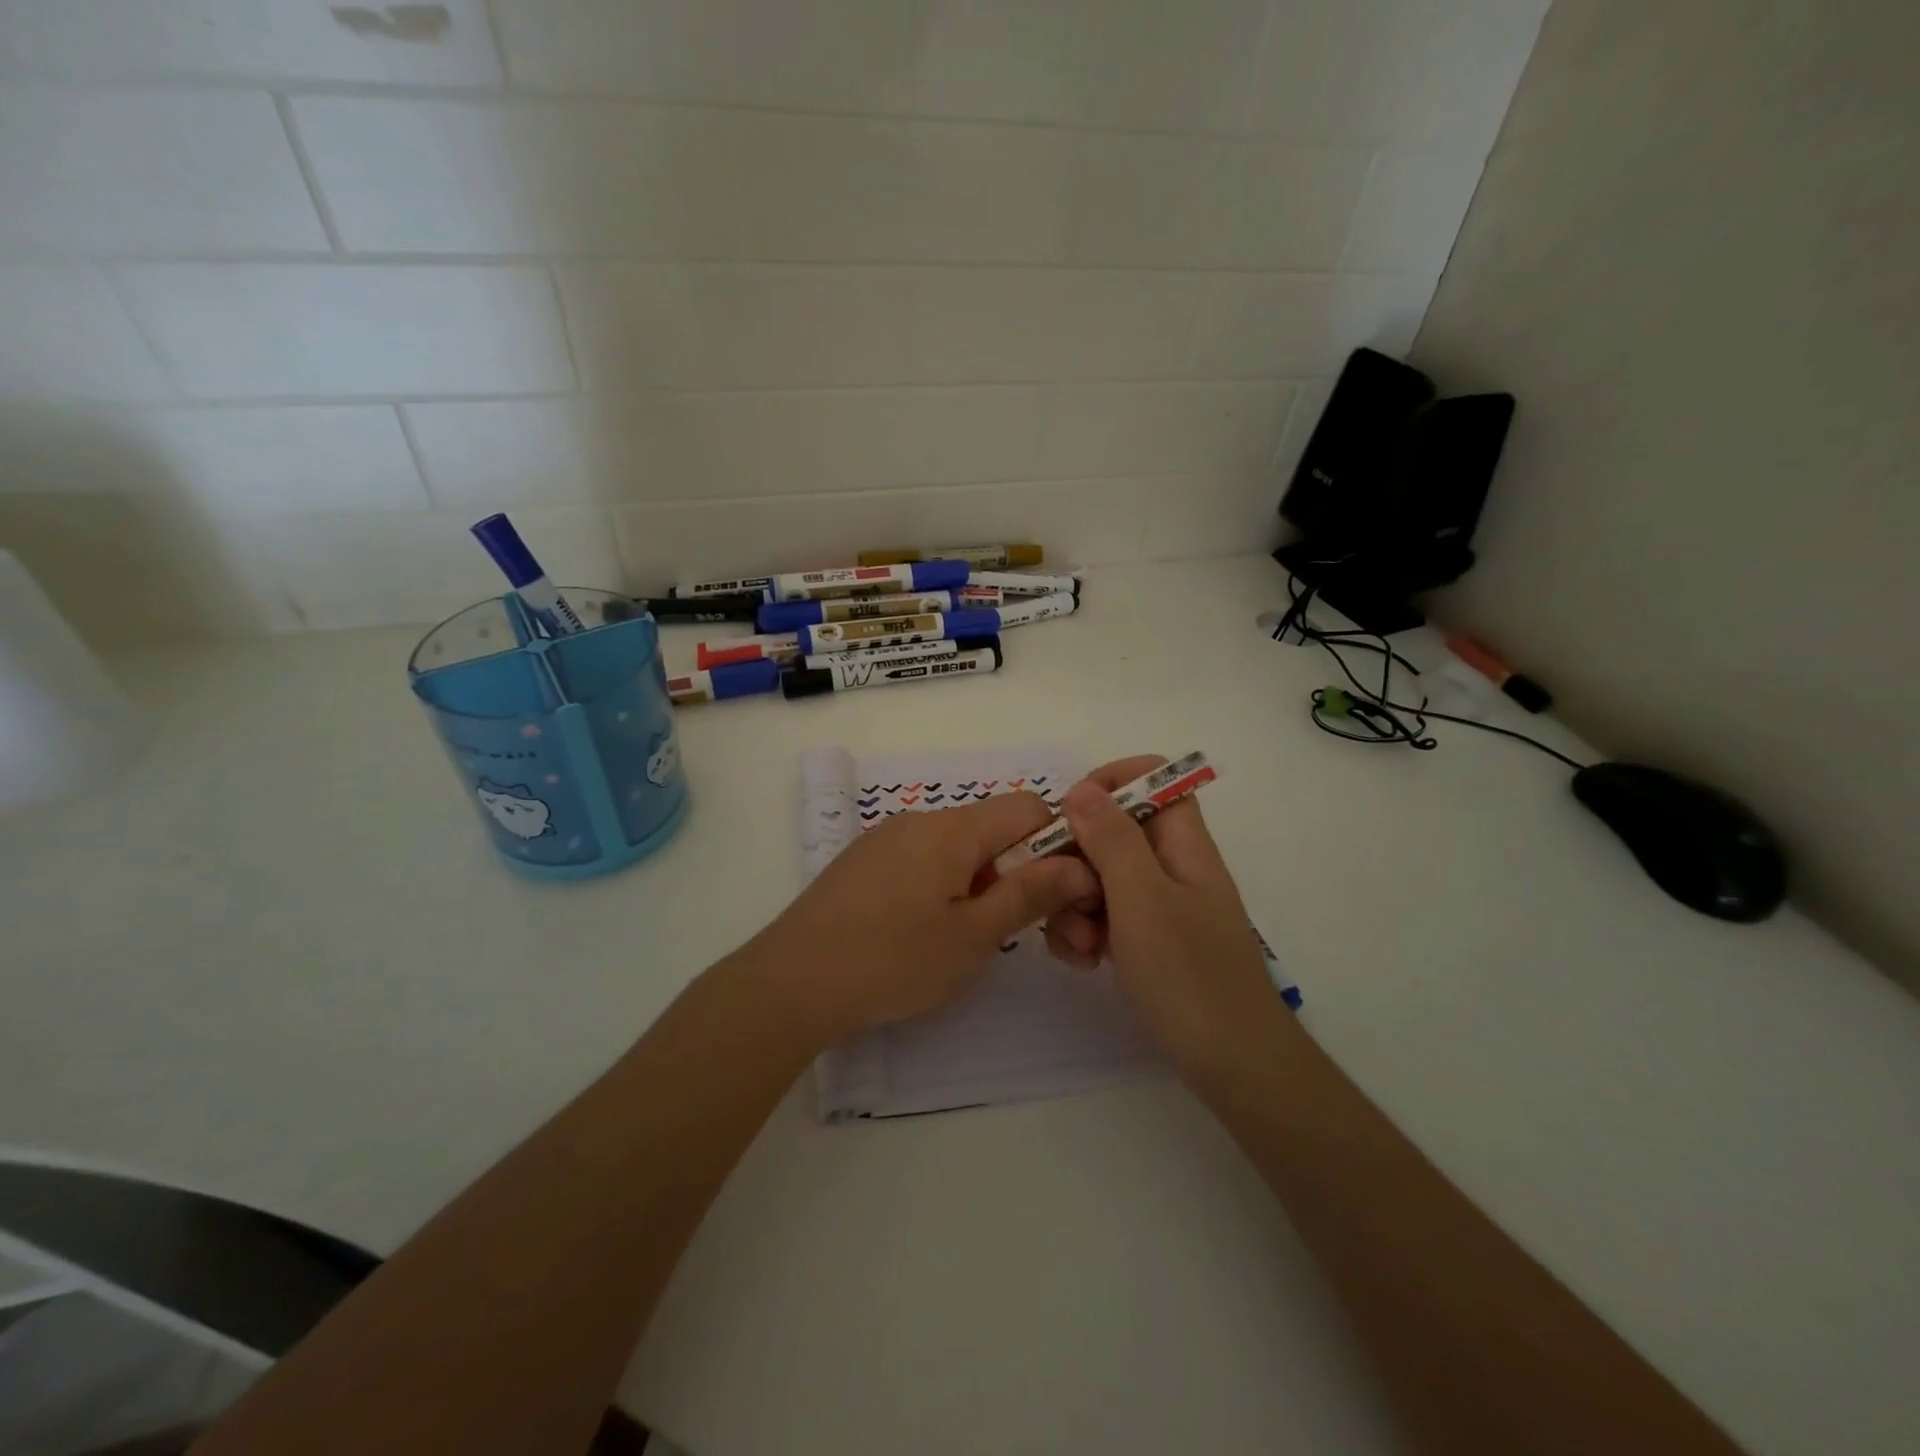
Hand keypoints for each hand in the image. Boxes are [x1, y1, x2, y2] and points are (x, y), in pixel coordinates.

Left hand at [746, 792, 1098, 1043]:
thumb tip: (1079, 865)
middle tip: (1022, 932)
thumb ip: (1029, 894)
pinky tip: (927, 932)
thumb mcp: (972, 936)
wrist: (790, 983)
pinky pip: (923, 860)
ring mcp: (886, 839)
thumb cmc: (891, 961)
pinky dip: (945, 886)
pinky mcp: (864, 862)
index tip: (1059, 896)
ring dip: (982, 882)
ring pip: (958, 847)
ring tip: (970, 938)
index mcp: (951, 829)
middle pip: (992, 828)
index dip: (1056, 844)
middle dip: (1019, 871)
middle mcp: (919, 821)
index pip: (1027, 807)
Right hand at [1043, 756, 1293, 1074]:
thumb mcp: (1142, 899)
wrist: (1233, 1066)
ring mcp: (1158, 908)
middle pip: (1114, 832)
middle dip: (1078, 857)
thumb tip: (1084, 790)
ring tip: (1080, 944)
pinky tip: (1086, 963)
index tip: (1071, 812)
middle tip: (1065, 892)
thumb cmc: (1189, 975)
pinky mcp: (1146, 942)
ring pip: (1100, 877)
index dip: (1112, 782)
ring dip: (1074, 903)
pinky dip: (1086, 932)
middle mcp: (1171, 868)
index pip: (1154, 780)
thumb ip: (1112, 840)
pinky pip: (1103, 917)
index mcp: (1183, 845)